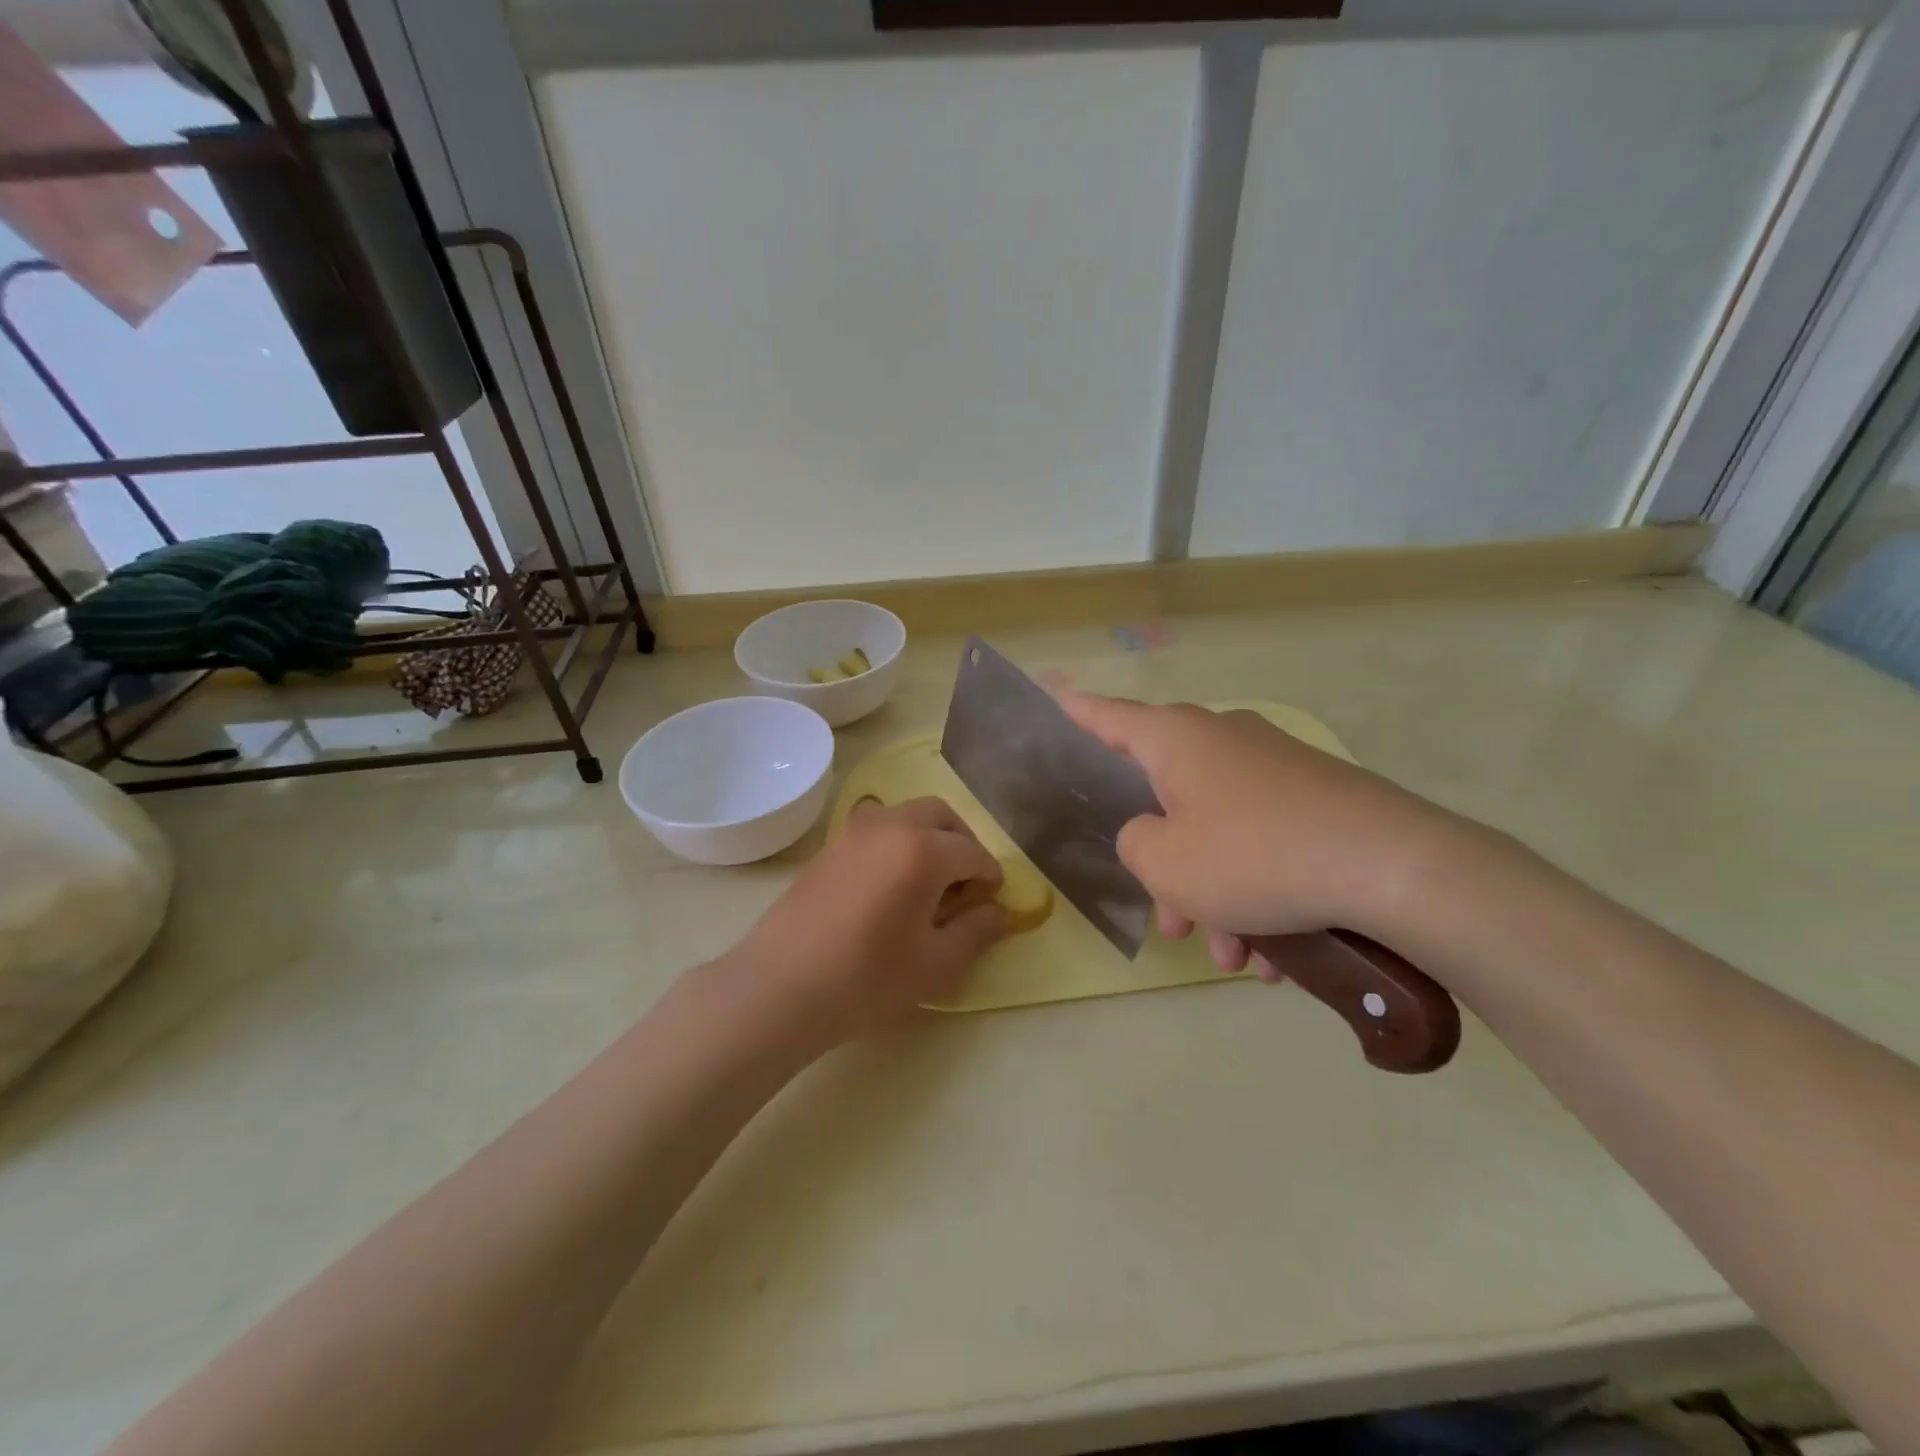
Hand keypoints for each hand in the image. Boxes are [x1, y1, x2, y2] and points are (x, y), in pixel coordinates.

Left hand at [724, 798, 1005, 1043]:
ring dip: (929, 836)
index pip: (972, 852)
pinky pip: (876, 829)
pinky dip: (898, 842)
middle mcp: (890, 826)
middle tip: (966, 880)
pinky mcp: (829, 847)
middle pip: (940, 815)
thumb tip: (999, 912)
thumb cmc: (868, 979)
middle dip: (962, 840)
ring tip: (929, 881)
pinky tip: (891, 884)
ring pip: (905, 815)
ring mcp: (854, 832)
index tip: (993, 899)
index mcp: (923, 850)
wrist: (781, 986)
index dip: (990, 875)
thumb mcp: (936, 965)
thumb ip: (976, 932)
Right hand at [1058, 693, 1462, 976]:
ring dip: (1215, 896)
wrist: (1393, 868)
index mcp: (1176, 740)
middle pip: (1168, 799)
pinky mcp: (1317, 800)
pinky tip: (1276, 955)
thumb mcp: (1165, 863)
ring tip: (1234, 957)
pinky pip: (1265, 844)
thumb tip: (1153, 834)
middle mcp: (1223, 741)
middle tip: (1172, 925)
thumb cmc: (1254, 855)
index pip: (1108, 717)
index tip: (1054, 695)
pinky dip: (1259, 894)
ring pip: (1219, 833)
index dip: (1077, 711)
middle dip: (1165, 867)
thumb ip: (1135, 844)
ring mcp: (1274, 769)